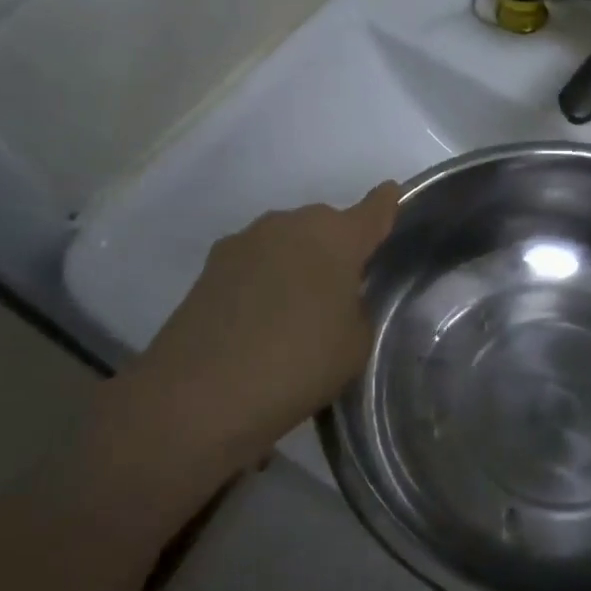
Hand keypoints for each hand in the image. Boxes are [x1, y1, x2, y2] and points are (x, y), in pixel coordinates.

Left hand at [90, 183, 400, 512]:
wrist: (199, 395)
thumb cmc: (299, 363)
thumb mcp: (355, 342)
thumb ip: (356, 307)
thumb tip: (338, 296)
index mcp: (337, 236)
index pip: (374, 209)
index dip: (386, 204)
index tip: (391, 195)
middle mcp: (290, 224)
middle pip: (326, 225)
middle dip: (337, 247)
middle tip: (342, 288)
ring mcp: (245, 241)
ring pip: (287, 242)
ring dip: (297, 262)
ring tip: (297, 308)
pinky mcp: (210, 266)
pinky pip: (255, 263)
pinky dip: (264, 280)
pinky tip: (260, 318)